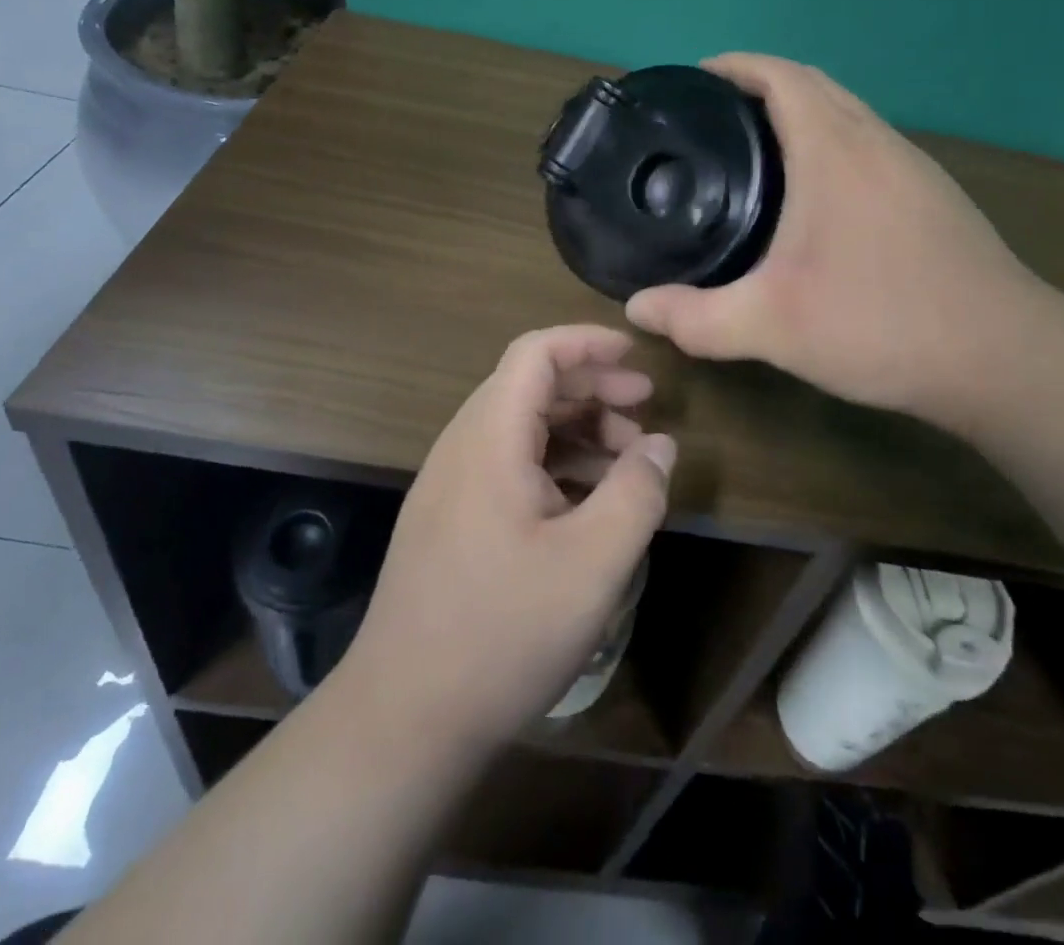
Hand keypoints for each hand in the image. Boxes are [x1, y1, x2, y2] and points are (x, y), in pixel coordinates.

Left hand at [337, 326, 674, 752]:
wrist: (402, 721)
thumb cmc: (502, 633)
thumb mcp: (593, 563)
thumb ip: (636, 492)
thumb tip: (660, 445)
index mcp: (489, 439)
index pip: (535, 353)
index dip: (588, 343)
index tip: (637, 357)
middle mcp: (463, 448)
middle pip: (530, 386)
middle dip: (593, 387)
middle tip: (646, 409)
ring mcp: (450, 486)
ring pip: (521, 428)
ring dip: (577, 429)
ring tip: (628, 460)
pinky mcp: (450, 520)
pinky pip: (509, 465)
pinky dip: (555, 465)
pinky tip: (588, 502)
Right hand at [626, 55, 1050, 435]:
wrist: (1003, 358)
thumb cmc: (881, 324)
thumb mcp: (773, 326)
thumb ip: (696, 318)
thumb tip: (636, 310)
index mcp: (835, 150)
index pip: (781, 75)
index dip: (736, 66)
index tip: (695, 79)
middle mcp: (877, 143)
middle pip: (815, 85)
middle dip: (761, 85)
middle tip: (712, 119)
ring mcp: (914, 168)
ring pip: (848, 115)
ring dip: (801, 113)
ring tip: (755, 152)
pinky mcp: (934, 197)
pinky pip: (869, 146)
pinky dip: (831, 145)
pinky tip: (815, 198)